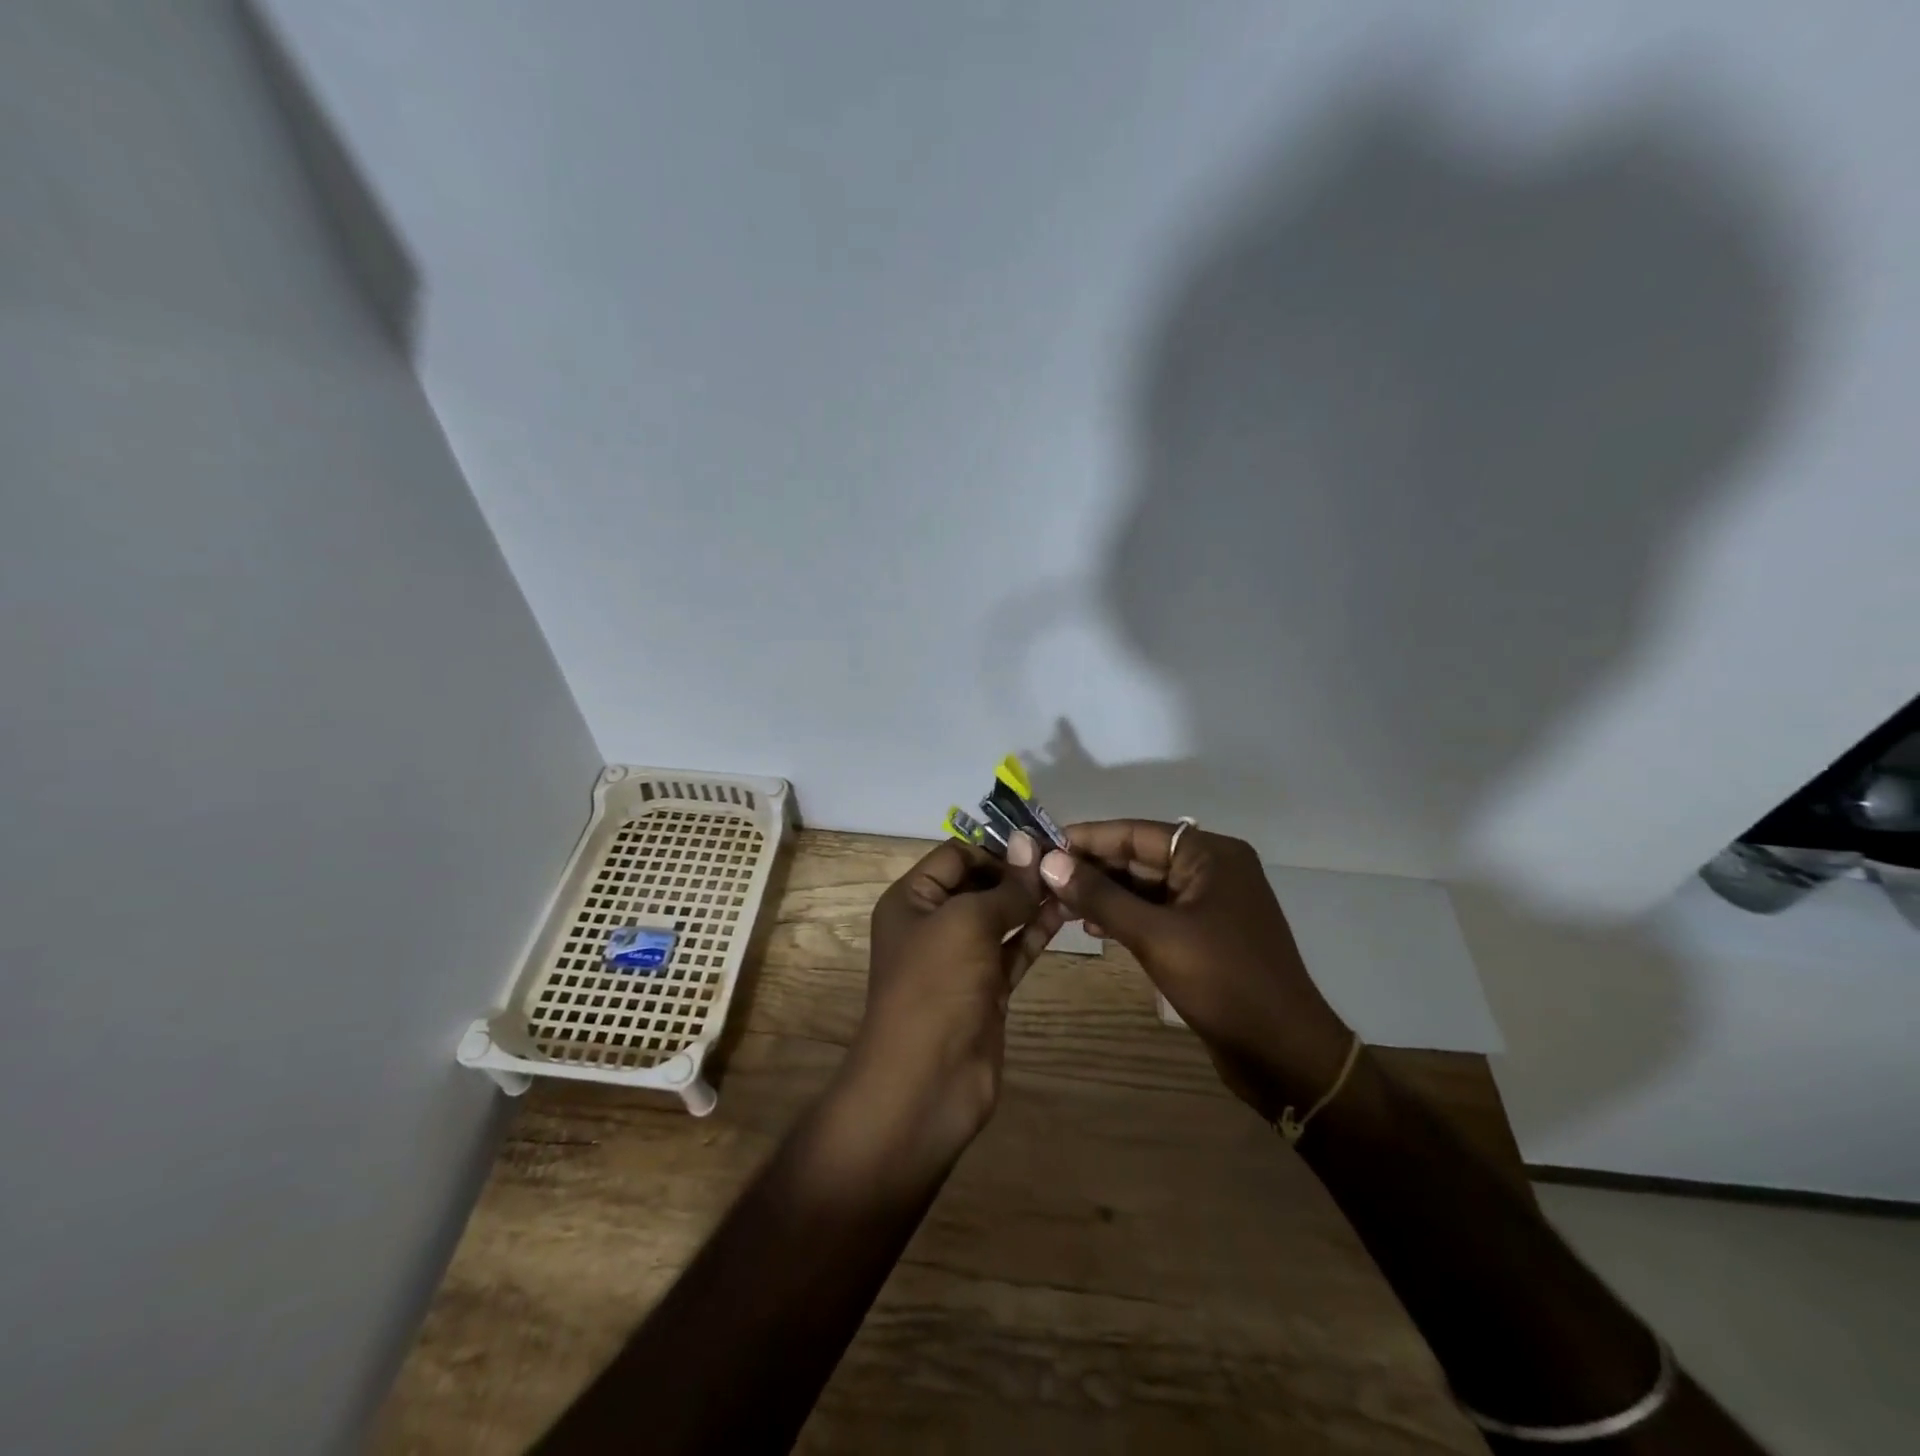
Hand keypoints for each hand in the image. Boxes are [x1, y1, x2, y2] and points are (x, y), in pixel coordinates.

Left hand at [837, 834, 1065, 1165]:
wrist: (924, 1082)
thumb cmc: (935, 987)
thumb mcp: (967, 923)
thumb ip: (1005, 887)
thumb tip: (1030, 844)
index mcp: (912, 899)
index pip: (956, 855)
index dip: (996, 848)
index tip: (1041, 848)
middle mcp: (933, 923)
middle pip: (979, 884)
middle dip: (1018, 873)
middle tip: (1065, 864)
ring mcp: (961, 959)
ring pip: (1001, 917)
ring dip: (1032, 901)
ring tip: (1074, 884)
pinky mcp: (986, 989)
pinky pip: (1013, 949)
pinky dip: (1036, 932)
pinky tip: (1066, 914)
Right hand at [1038, 821, 1353, 1122]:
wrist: (1284, 1054)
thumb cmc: (1223, 983)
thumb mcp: (1155, 935)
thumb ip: (1100, 896)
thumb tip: (1048, 862)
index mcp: (1211, 855)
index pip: (1136, 833)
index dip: (1087, 838)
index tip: (1041, 846)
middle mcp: (1213, 869)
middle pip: (1140, 857)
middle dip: (1092, 869)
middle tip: (1041, 880)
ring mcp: (1211, 903)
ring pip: (1145, 887)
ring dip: (1104, 894)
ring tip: (1057, 905)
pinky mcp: (1206, 934)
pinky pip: (1157, 912)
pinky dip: (1125, 916)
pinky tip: (1092, 927)